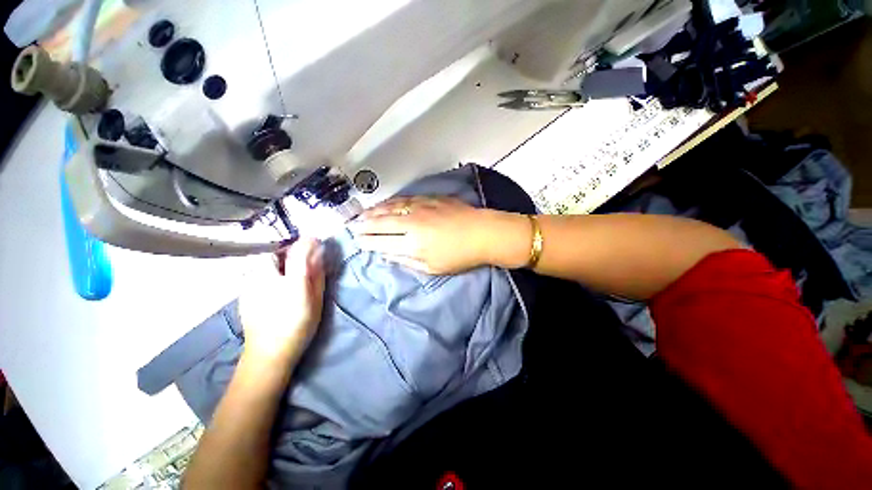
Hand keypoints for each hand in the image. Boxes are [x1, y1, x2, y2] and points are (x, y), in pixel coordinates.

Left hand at [238, 238, 325, 364]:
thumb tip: (318, 255)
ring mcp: (250, 283)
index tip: (316, 241)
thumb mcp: (315, 299)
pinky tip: (274, 285)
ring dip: (279, 260)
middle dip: (290, 250)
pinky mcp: (243, 291)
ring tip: (288, 272)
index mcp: (288, 279)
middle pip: (277, 251)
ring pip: (265, 261)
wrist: (268, 353)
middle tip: (302, 259)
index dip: (308, 243)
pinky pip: (257, 272)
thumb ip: (317, 274)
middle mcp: (265, 275)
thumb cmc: (298, 326)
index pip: (298, 250)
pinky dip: (268, 271)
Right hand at [349, 196, 527, 273]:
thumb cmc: (459, 256)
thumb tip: (387, 255)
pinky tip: (386, 203)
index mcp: (412, 244)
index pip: (381, 241)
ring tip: (362, 214)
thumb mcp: (432, 267)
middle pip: (381, 222)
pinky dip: (391, 202)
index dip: (366, 241)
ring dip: (374, 211)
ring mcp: (420, 207)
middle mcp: (411, 223)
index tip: (356, 241)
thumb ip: (406, 260)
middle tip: (353, 226)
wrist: (482, 233)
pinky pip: (404, 199)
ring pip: (390, 207)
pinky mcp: (429, 199)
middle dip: (364, 224)